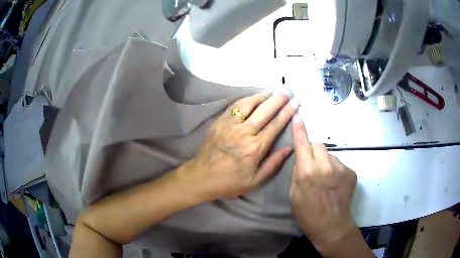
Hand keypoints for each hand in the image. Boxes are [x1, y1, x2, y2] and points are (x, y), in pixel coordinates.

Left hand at [185, 91, 298, 199]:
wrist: (201, 177)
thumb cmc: (230, 182)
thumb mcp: (255, 180)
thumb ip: (273, 164)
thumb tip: (289, 148)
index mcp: (255, 148)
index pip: (275, 125)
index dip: (287, 112)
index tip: (295, 102)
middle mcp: (244, 132)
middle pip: (264, 111)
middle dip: (277, 100)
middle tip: (286, 92)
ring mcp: (230, 125)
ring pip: (248, 104)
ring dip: (261, 96)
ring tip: (271, 91)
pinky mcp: (219, 122)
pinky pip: (234, 106)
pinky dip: (245, 100)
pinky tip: (252, 97)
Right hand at [289, 114, 359, 254]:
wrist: (332, 226)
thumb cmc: (308, 214)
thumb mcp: (294, 195)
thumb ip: (297, 173)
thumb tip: (301, 159)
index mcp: (307, 172)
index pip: (302, 144)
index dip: (299, 129)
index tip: (298, 115)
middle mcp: (325, 166)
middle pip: (318, 145)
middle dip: (313, 151)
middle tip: (312, 167)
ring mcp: (341, 168)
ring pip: (329, 154)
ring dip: (325, 162)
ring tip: (326, 180)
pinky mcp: (351, 172)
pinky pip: (339, 164)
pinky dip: (335, 170)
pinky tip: (335, 185)